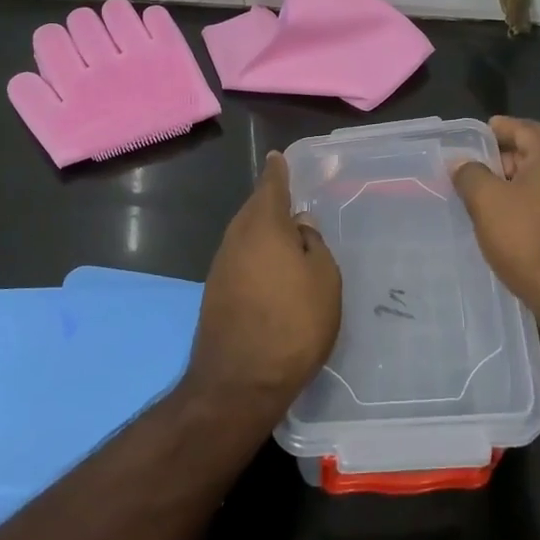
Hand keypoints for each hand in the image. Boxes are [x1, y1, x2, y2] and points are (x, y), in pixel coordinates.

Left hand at [185, 152, 341, 421]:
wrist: (239, 382)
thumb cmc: (293, 322)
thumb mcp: (324, 279)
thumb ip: (313, 244)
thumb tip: (299, 225)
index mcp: (264, 224)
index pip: (271, 184)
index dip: (278, 170)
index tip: (278, 157)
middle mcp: (236, 237)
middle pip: (255, 209)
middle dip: (272, 203)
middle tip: (294, 201)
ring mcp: (221, 266)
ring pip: (247, 236)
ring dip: (265, 233)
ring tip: (288, 238)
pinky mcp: (215, 293)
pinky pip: (241, 259)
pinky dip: (257, 257)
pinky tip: (272, 272)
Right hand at [452, 116, 539, 344]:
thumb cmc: (531, 242)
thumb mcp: (487, 204)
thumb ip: (471, 175)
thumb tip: (462, 162)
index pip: (525, 128)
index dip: (500, 129)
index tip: (479, 134)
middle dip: (510, 159)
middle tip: (481, 172)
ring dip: (525, 185)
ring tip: (497, 200)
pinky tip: (523, 225)